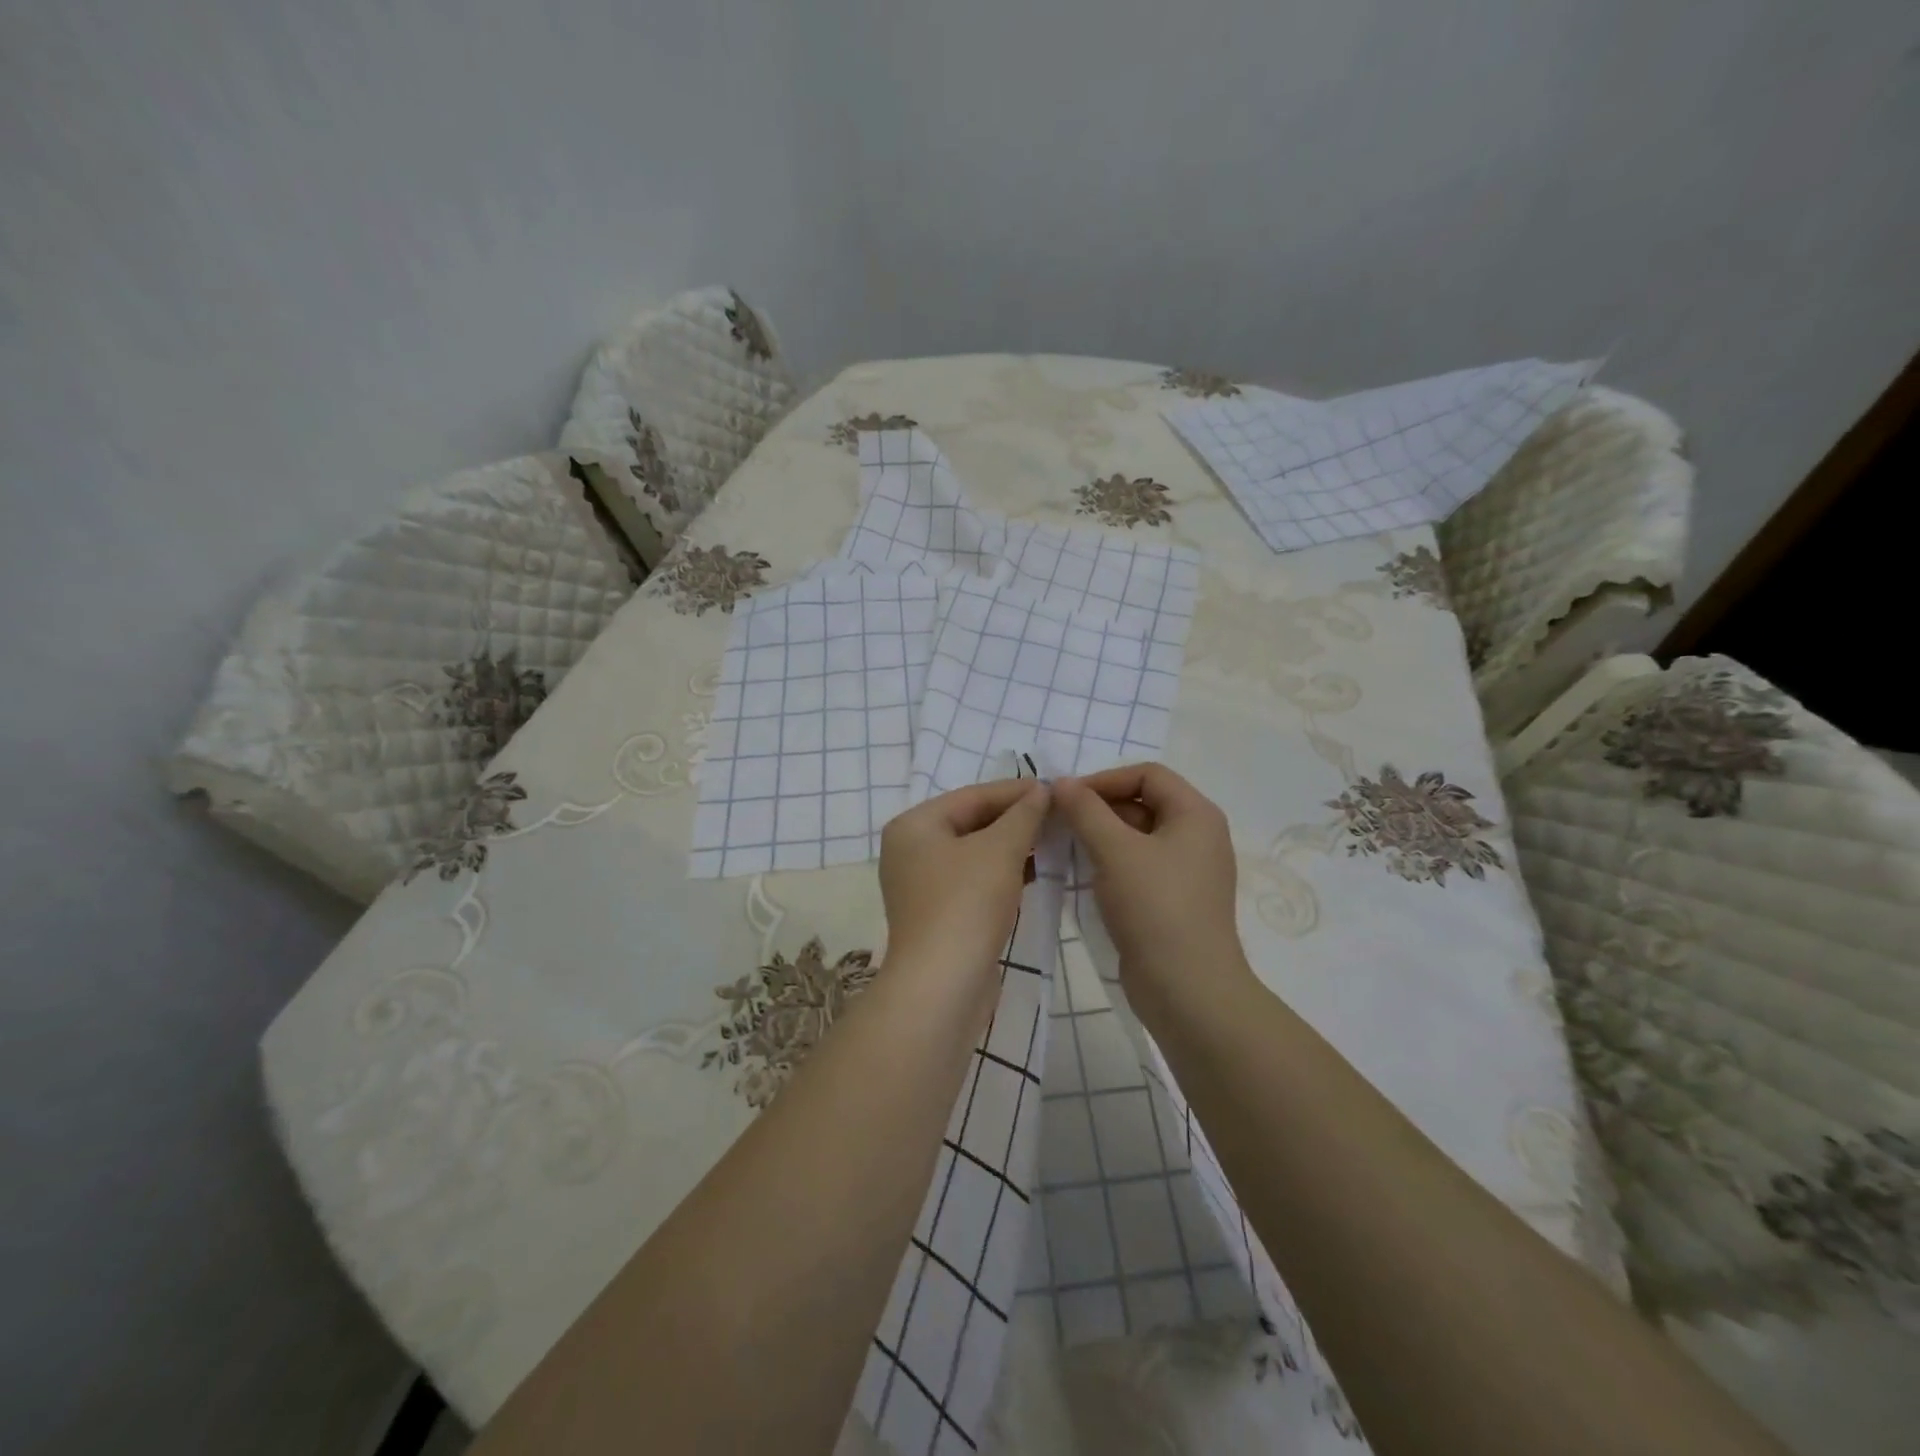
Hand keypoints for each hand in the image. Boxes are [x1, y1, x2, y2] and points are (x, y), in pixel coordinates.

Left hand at [879, 779, 1051, 984]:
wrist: (943, 985)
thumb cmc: (967, 903)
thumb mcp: (1000, 849)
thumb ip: (1023, 815)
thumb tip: (1042, 791)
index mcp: (914, 826)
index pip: (972, 796)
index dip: (1015, 791)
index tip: (1054, 789)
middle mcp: (910, 850)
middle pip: (971, 822)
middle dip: (1015, 819)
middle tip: (1058, 814)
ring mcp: (921, 885)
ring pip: (974, 853)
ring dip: (1012, 847)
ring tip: (1054, 840)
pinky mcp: (938, 915)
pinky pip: (974, 881)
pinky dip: (1002, 873)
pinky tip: (1036, 872)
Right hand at [1054, 763, 1250, 1009]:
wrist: (1187, 990)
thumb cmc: (1155, 908)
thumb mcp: (1114, 851)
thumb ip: (1085, 810)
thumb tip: (1061, 782)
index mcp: (1196, 814)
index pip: (1147, 774)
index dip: (1104, 779)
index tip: (1066, 798)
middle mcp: (1198, 836)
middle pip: (1143, 802)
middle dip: (1099, 808)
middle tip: (1059, 823)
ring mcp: (1188, 871)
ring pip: (1138, 837)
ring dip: (1101, 837)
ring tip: (1064, 848)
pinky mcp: (1174, 901)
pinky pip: (1139, 867)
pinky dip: (1111, 864)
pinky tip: (1083, 877)